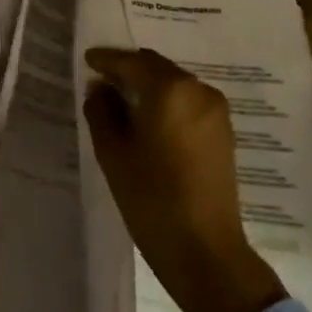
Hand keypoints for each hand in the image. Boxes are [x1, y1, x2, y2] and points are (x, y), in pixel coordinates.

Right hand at [84, 47, 286, 311]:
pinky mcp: (224, 132)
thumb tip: (101, 88)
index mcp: (170, 90)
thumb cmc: (152, 198)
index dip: (107, 60)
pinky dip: (167, 102)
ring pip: (174, 84)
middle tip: (102, 81)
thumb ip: (101, 111)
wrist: (205, 251)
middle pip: (156, 68)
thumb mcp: (113, 153)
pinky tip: (149, 120)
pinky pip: (188, 102)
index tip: (87, 59)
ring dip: (149, 86)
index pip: (131, 62)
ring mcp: (216, 111)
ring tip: (122, 102)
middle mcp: (198, 90)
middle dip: (129, 70)